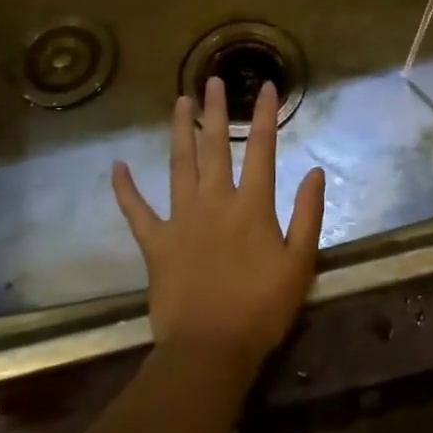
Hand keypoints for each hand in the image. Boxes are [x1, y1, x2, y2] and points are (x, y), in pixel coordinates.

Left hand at [112, 77, 325, 372]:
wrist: (210, 350)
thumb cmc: (261, 308)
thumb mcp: (299, 263)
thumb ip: (308, 215)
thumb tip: (315, 171)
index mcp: (252, 205)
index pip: (261, 149)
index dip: (264, 116)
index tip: (266, 86)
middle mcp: (215, 201)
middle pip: (215, 146)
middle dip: (216, 111)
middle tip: (212, 81)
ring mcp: (181, 220)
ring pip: (179, 165)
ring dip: (180, 131)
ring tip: (180, 102)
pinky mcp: (156, 243)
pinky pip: (137, 211)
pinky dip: (125, 189)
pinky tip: (116, 166)